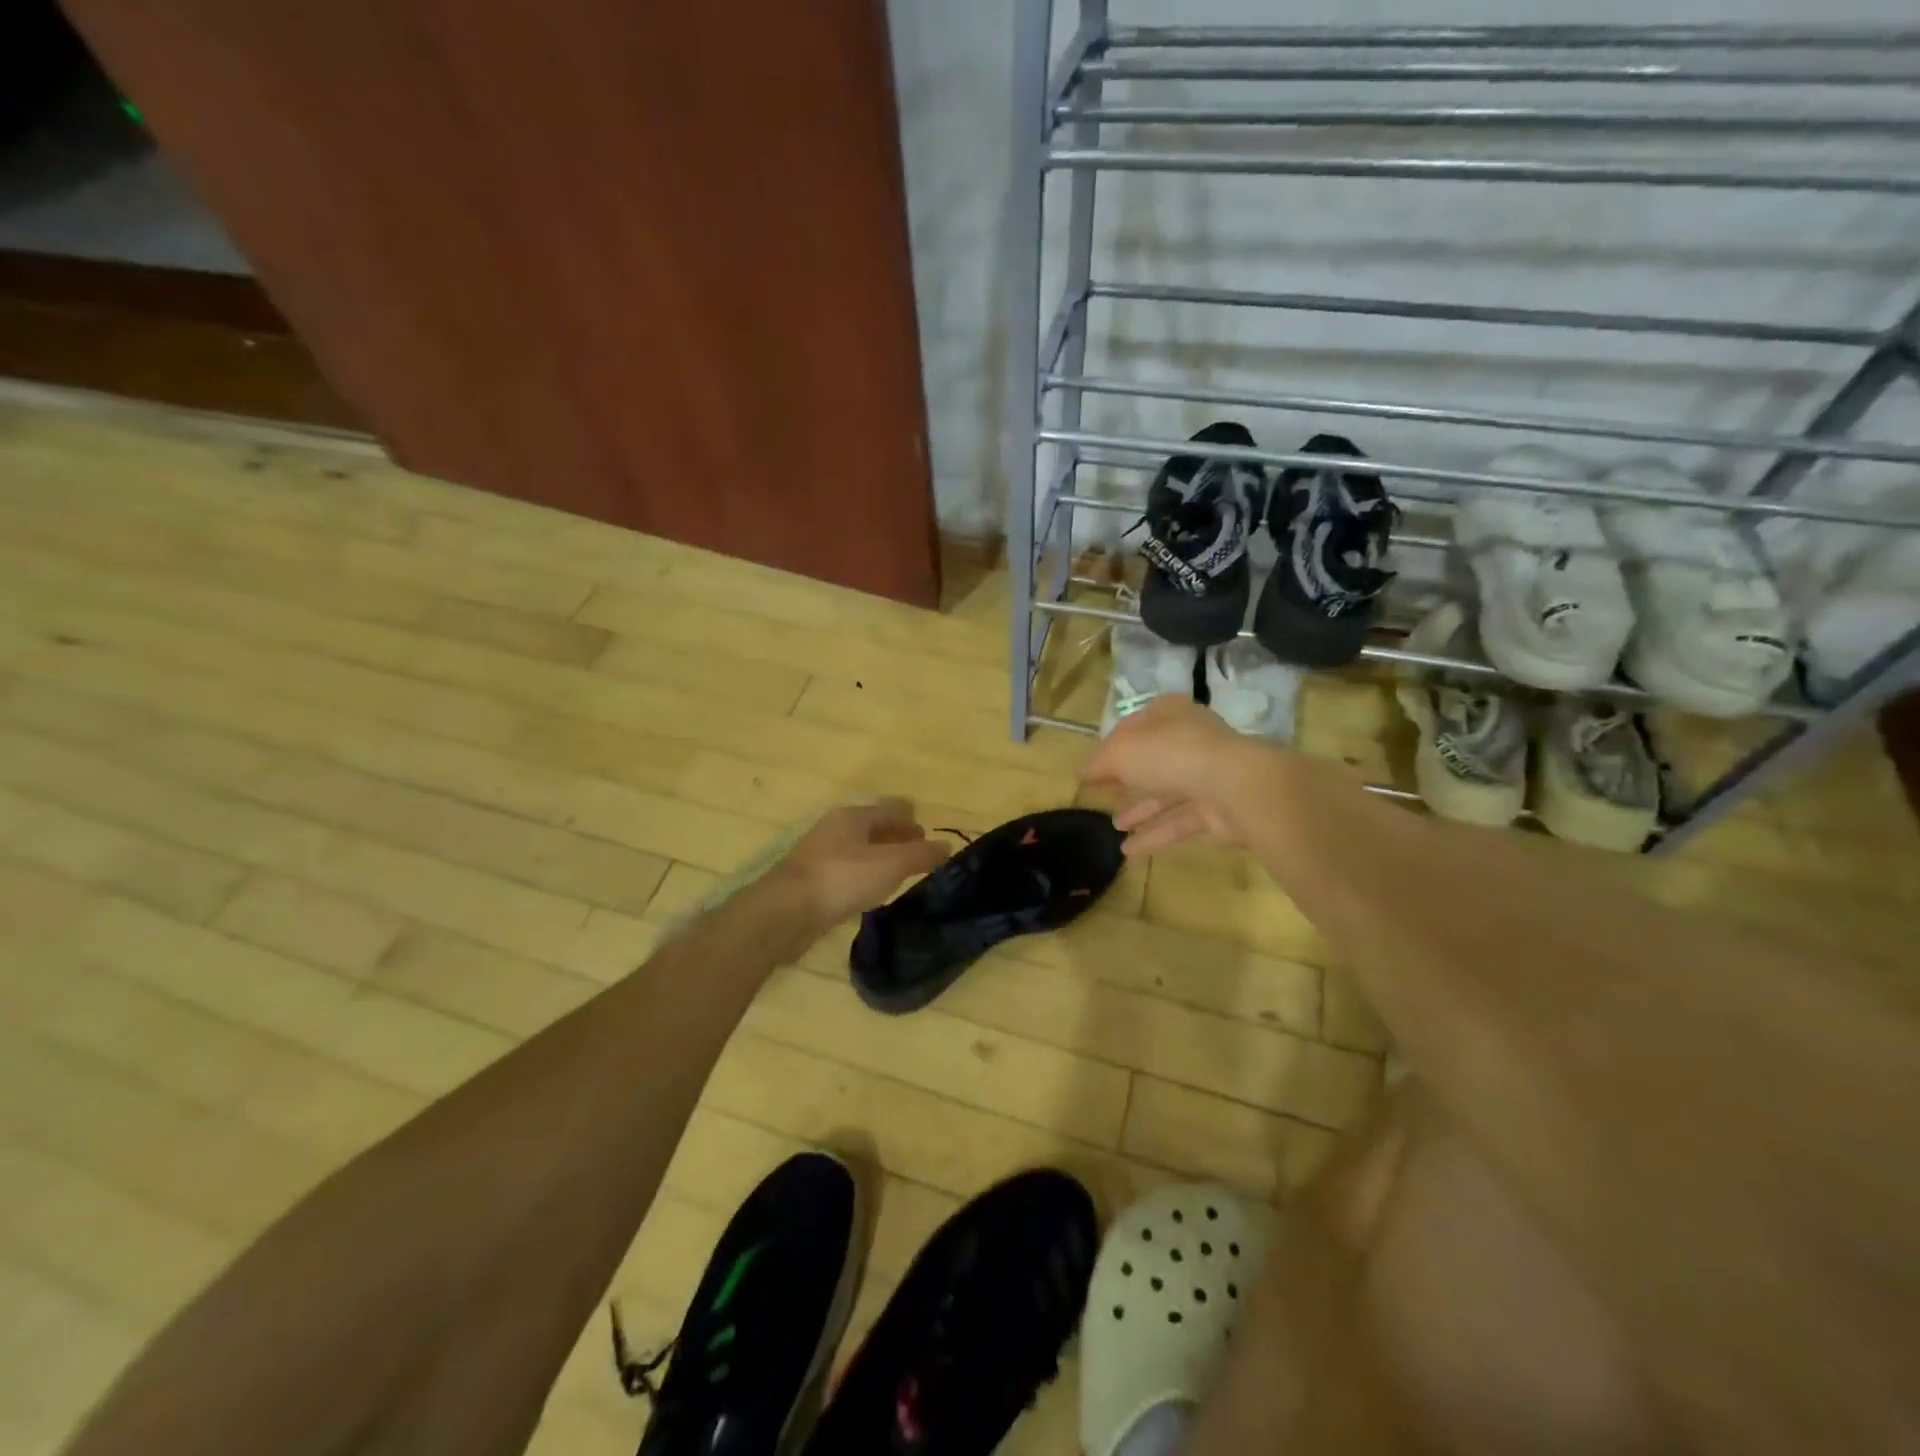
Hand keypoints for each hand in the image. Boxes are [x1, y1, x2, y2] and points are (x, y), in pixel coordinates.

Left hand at [770, 800, 949, 927]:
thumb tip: (947, 845)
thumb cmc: (842, 879)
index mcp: (852, 817)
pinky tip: (870, 893)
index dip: (911, 822)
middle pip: (872, 829)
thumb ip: (920, 854)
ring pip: (858, 851)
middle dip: (896, 839)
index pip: (889, 811)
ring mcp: (819, 855)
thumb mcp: (890, 864)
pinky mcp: (811, 881)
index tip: (928, 838)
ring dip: (879, 859)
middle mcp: (834, 829)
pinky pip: (845, 872)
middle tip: (918, 856)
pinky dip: (862, 876)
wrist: (786, 912)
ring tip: (898, 876)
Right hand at [1081, 697, 1260, 854]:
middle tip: (1103, 795)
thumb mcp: (1121, 752)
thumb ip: (1099, 763)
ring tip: (1114, 826)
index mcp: (1167, 714)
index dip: (1109, 747)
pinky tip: (1128, 851)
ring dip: (1139, 810)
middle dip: (1127, 778)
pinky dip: (1154, 835)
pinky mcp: (1216, 809)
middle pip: (1151, 759)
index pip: (1132, 727)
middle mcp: (1188, 739)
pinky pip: (1178, 822)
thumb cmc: (1171, 755)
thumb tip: (1084, 774)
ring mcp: (1206, 775)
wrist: (1236, 787)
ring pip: (1166, 793)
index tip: (1090, 770)